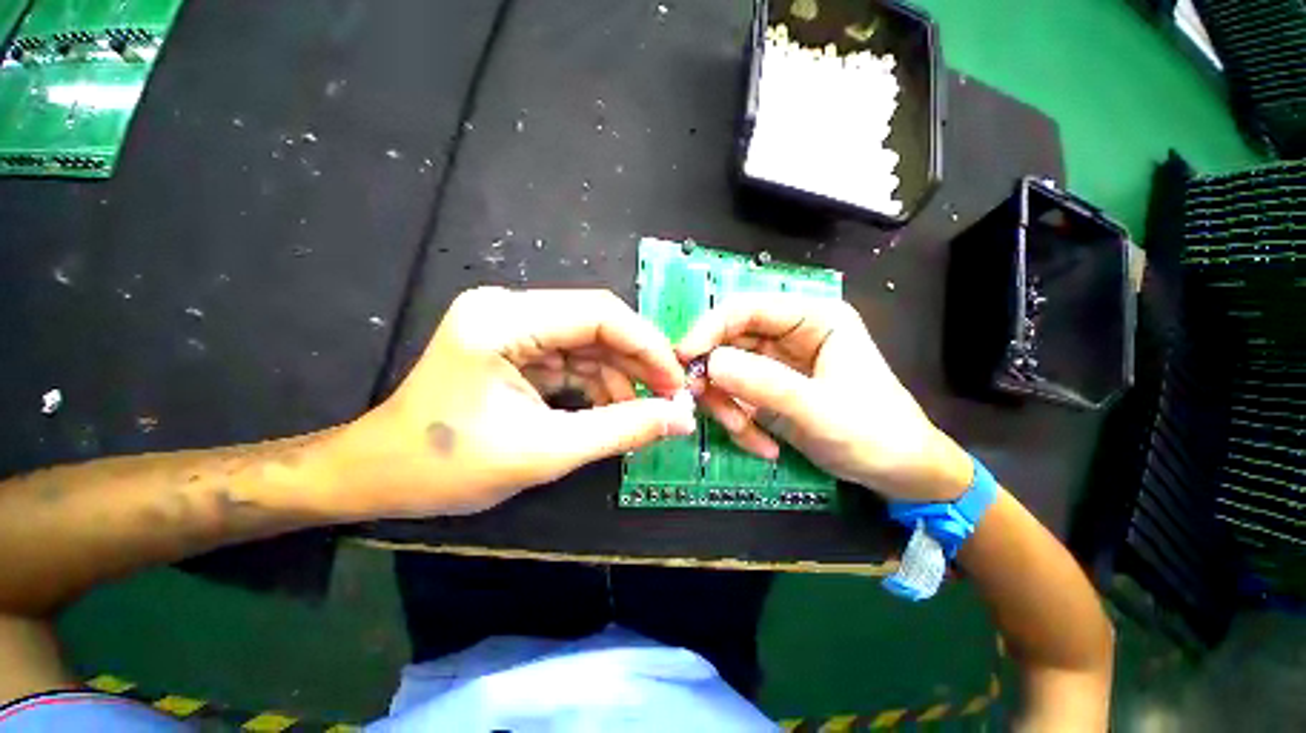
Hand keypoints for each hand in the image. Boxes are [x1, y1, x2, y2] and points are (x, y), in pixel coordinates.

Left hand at [337, 288, 695, 516]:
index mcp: (502, 319)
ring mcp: (496, 325)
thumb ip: (620, 428)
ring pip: (574, 342)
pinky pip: (553, 358)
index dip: (647, 347)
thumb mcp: (543, 450)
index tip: (680, 386)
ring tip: (640, 416)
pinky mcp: (495, 347)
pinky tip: (606, 411)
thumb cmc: (452, 466)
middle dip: (631, 363)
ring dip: (609, 376)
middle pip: (587, 324)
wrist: (387, 474)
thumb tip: (682, 418)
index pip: (597, 313)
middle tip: (668, 405)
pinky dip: (582, 384)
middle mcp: (500, 307)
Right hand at [677, 294, 971, 501]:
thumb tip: (707, 364)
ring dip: (731, 408)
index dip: (711, 328)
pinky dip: (745, 425)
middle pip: (734, 341)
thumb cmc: (872, 431)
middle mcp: (797, 334)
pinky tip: (764, 449)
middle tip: (705, 408)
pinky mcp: (781, 395)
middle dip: (720, 378)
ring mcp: (787, 366)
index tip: (683, 361)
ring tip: (749, 439)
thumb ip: (763, 384)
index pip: (749, 307)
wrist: (900, 472)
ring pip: (733, 374)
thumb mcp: (816, 409)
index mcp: (815, 318)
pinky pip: (744, 400)